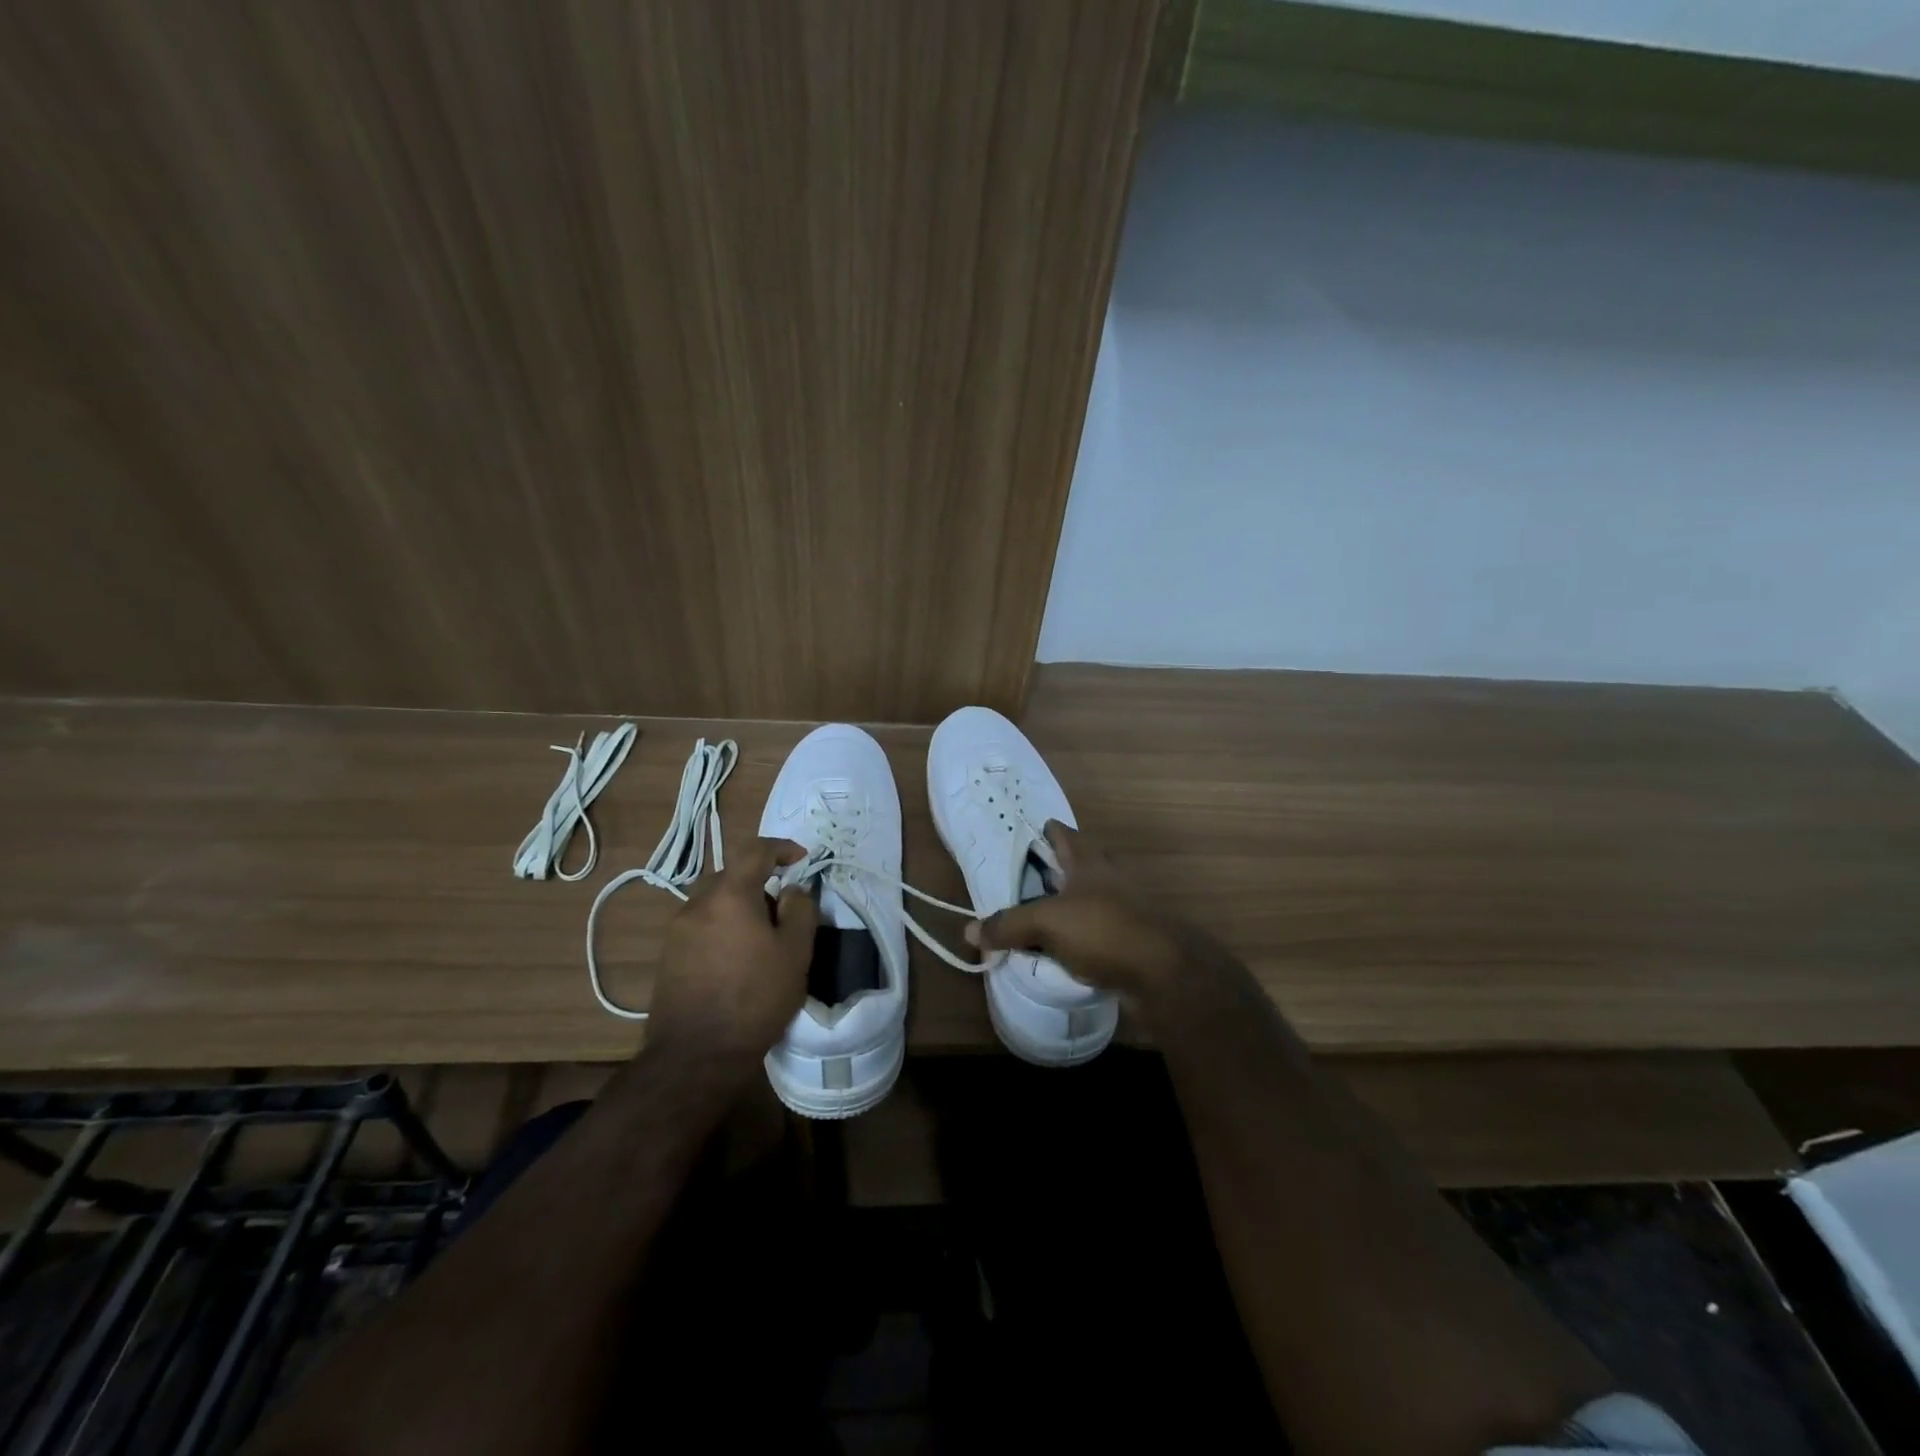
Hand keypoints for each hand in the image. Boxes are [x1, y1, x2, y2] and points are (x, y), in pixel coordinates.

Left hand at [645, 837, 817, 1071]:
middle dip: (758, 880)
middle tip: (782, 906)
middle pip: (730, 874)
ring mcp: (677, 930)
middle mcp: (697, 904)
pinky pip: (701, 924)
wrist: (695, 1056)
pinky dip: (721, 925)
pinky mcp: (668, 955)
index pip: (754, 850)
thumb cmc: (755, 998)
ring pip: (713, 900)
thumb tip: (792, 889)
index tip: (801, 859)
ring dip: (738, 905)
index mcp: (729, 895)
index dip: (780, 847)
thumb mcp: (795, 952)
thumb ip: (800, 910)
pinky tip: (736, 957)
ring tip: (760, 935)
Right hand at [966, 822, 1193, 1003]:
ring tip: (1032, 918)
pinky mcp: (1127, 941)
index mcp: (1088, 862)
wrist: (1163, 974)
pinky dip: (1074, 939)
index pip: (1063, 834)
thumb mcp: (1046, 923)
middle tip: (1019, 881)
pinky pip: (1092, 934)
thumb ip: (1007, 925)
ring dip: (1062, 908)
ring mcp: (1121, 910)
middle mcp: (1107, 880)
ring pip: (1084, 902)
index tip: (1022, 835)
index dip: (1044, 831)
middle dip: (1050, 872)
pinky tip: (1056, 953)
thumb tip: (968, 932)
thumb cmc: (1103, 929)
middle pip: (1075, 867)